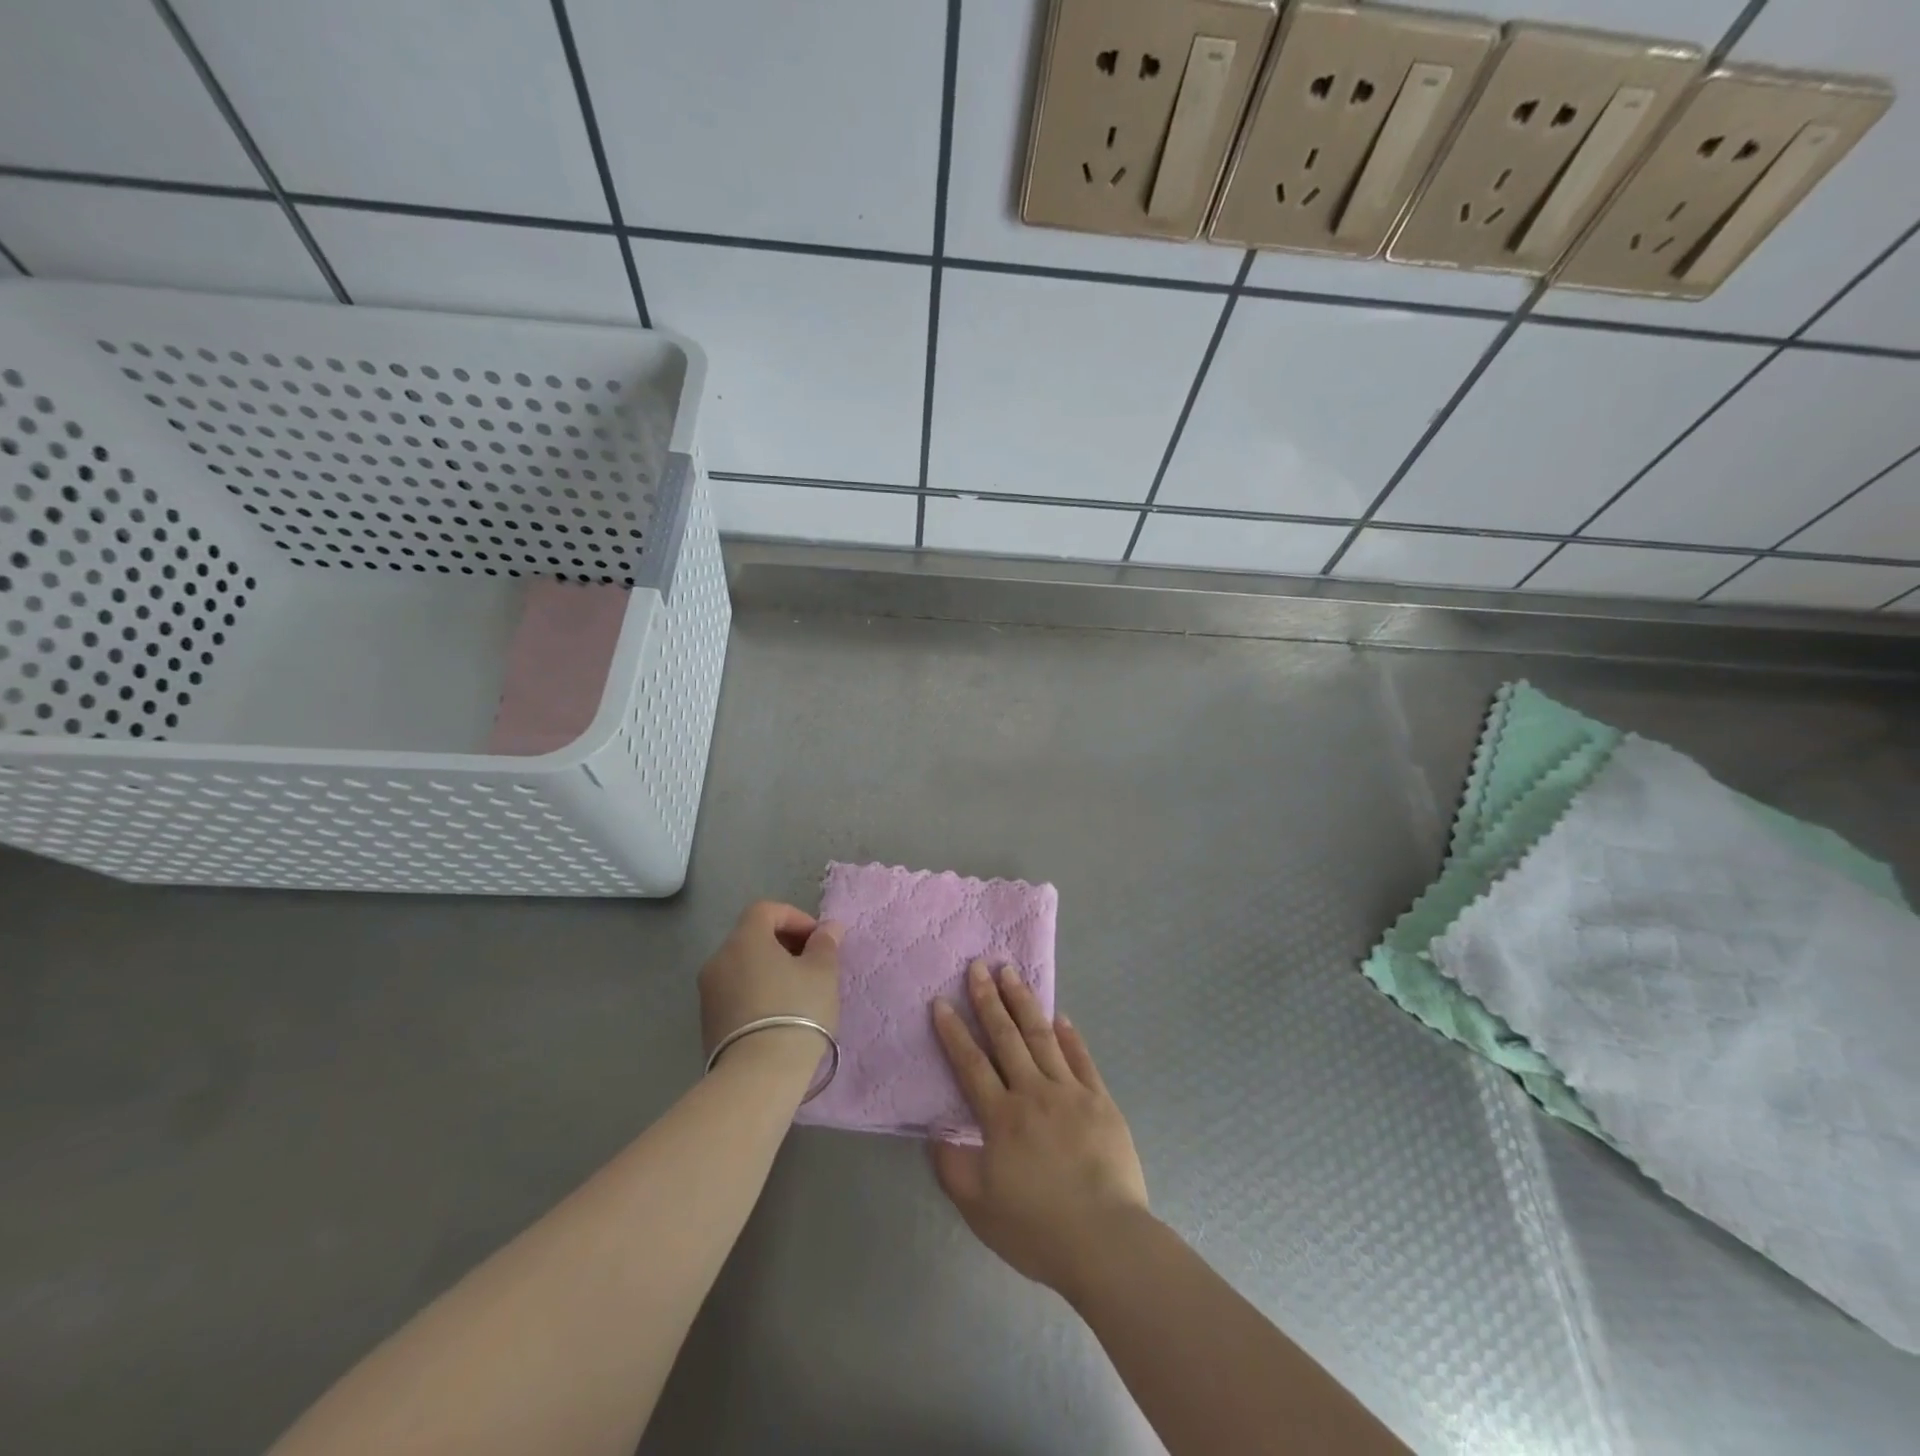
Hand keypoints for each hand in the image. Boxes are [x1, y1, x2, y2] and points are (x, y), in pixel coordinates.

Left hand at [700, 901, 842, 1063]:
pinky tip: (780, 1015)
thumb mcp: (823, 973)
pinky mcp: (708, 1021)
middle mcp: (719, 959)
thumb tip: (828, 928)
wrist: (758, 1075)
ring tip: (799, 993)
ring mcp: (708, 992)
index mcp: (744, 939)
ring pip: (744, 966)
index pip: (766, 910)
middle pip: (752, 937)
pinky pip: (736, 992)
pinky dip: (757, 991)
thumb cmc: (797, 1011)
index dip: (795, 917)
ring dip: (771, 970)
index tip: (818, 940)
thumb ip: (825, 944)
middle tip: (813, 965)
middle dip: (784, 944)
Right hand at [930, 962, 1149, 1301]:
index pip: (971, 1064)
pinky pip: (1081, 1059)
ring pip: (1042, 1037)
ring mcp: (1070, 1093)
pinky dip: (1069, 1035)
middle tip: (978, 966)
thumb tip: (936, 1133)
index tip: (942, 1001)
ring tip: (1011, 973)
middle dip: (989, 1000)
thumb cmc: (1037, 1229)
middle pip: (1006, 1038)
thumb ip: (952, 1167)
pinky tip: (1060, 1016)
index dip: (954, 1031)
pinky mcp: (1100, 1101)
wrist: (1106, 1241)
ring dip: (1024, 1003)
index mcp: (1001, 1117)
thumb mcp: (979, 1208)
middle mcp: (1033, 1093)